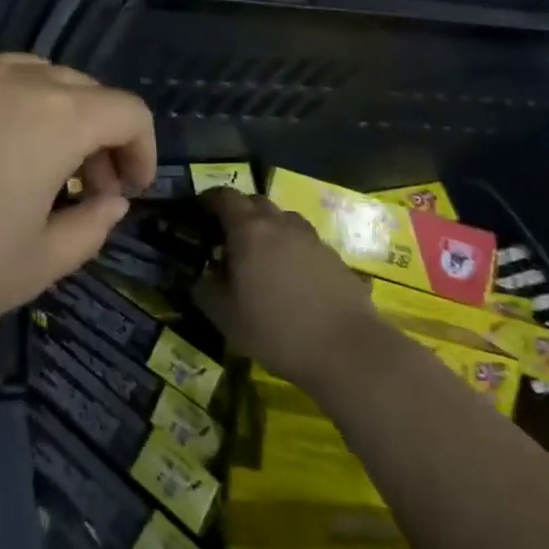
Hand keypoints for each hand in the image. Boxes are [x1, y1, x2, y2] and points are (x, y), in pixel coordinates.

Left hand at [0, 54, 156, 343]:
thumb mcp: (35, 265)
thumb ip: (89, 228)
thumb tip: (108, 200)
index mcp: (56, 117)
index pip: (127, 110)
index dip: (142, 149)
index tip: (128, 192)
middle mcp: (15, 80)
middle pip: (82, 89)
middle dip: (100, 134)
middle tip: (85, 187)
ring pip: (33, 76)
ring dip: (54, 113)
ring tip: (34, 165)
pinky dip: (6, 107)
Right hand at [193, 187, 381, 392]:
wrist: (349, 351)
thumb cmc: (277, 330)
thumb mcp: (226, 318)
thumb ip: (206, 290)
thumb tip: (200, 275)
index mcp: (249, 230)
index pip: (224, 197)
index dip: (209, 199)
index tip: (199, 211)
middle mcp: (281, 224)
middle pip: (255, 202)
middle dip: (239, 212)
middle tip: (228, 237)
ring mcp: (312, 238)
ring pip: (283, 220)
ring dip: (268, 229)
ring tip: (262, 258)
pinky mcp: (335, 257)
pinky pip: (305, 243)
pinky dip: (292, 250)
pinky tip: (292, 280)